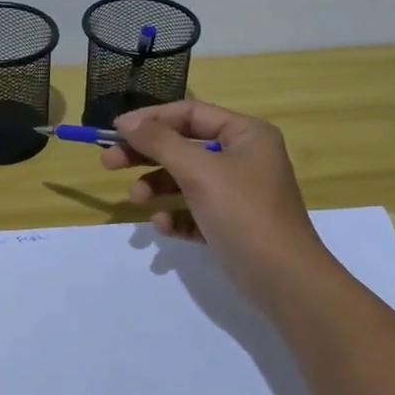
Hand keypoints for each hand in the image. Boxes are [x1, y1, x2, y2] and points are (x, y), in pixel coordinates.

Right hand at [103, 101, 335, 309]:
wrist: (284, 280)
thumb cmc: (244, 212)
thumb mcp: (198, 171)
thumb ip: (160, 142)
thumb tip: (127, 121)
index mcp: (246, 134)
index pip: (190, 114)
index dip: (151, 120)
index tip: (115, 130)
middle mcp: (244, 158)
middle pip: (184, 146)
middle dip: (147, 155)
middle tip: (109, 163)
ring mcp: (238, 193)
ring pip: (186, 180)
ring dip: (157, 186)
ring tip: (136, 200)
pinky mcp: (231, 225)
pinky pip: (194, 211)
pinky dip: (176, 216)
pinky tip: (163, 226)